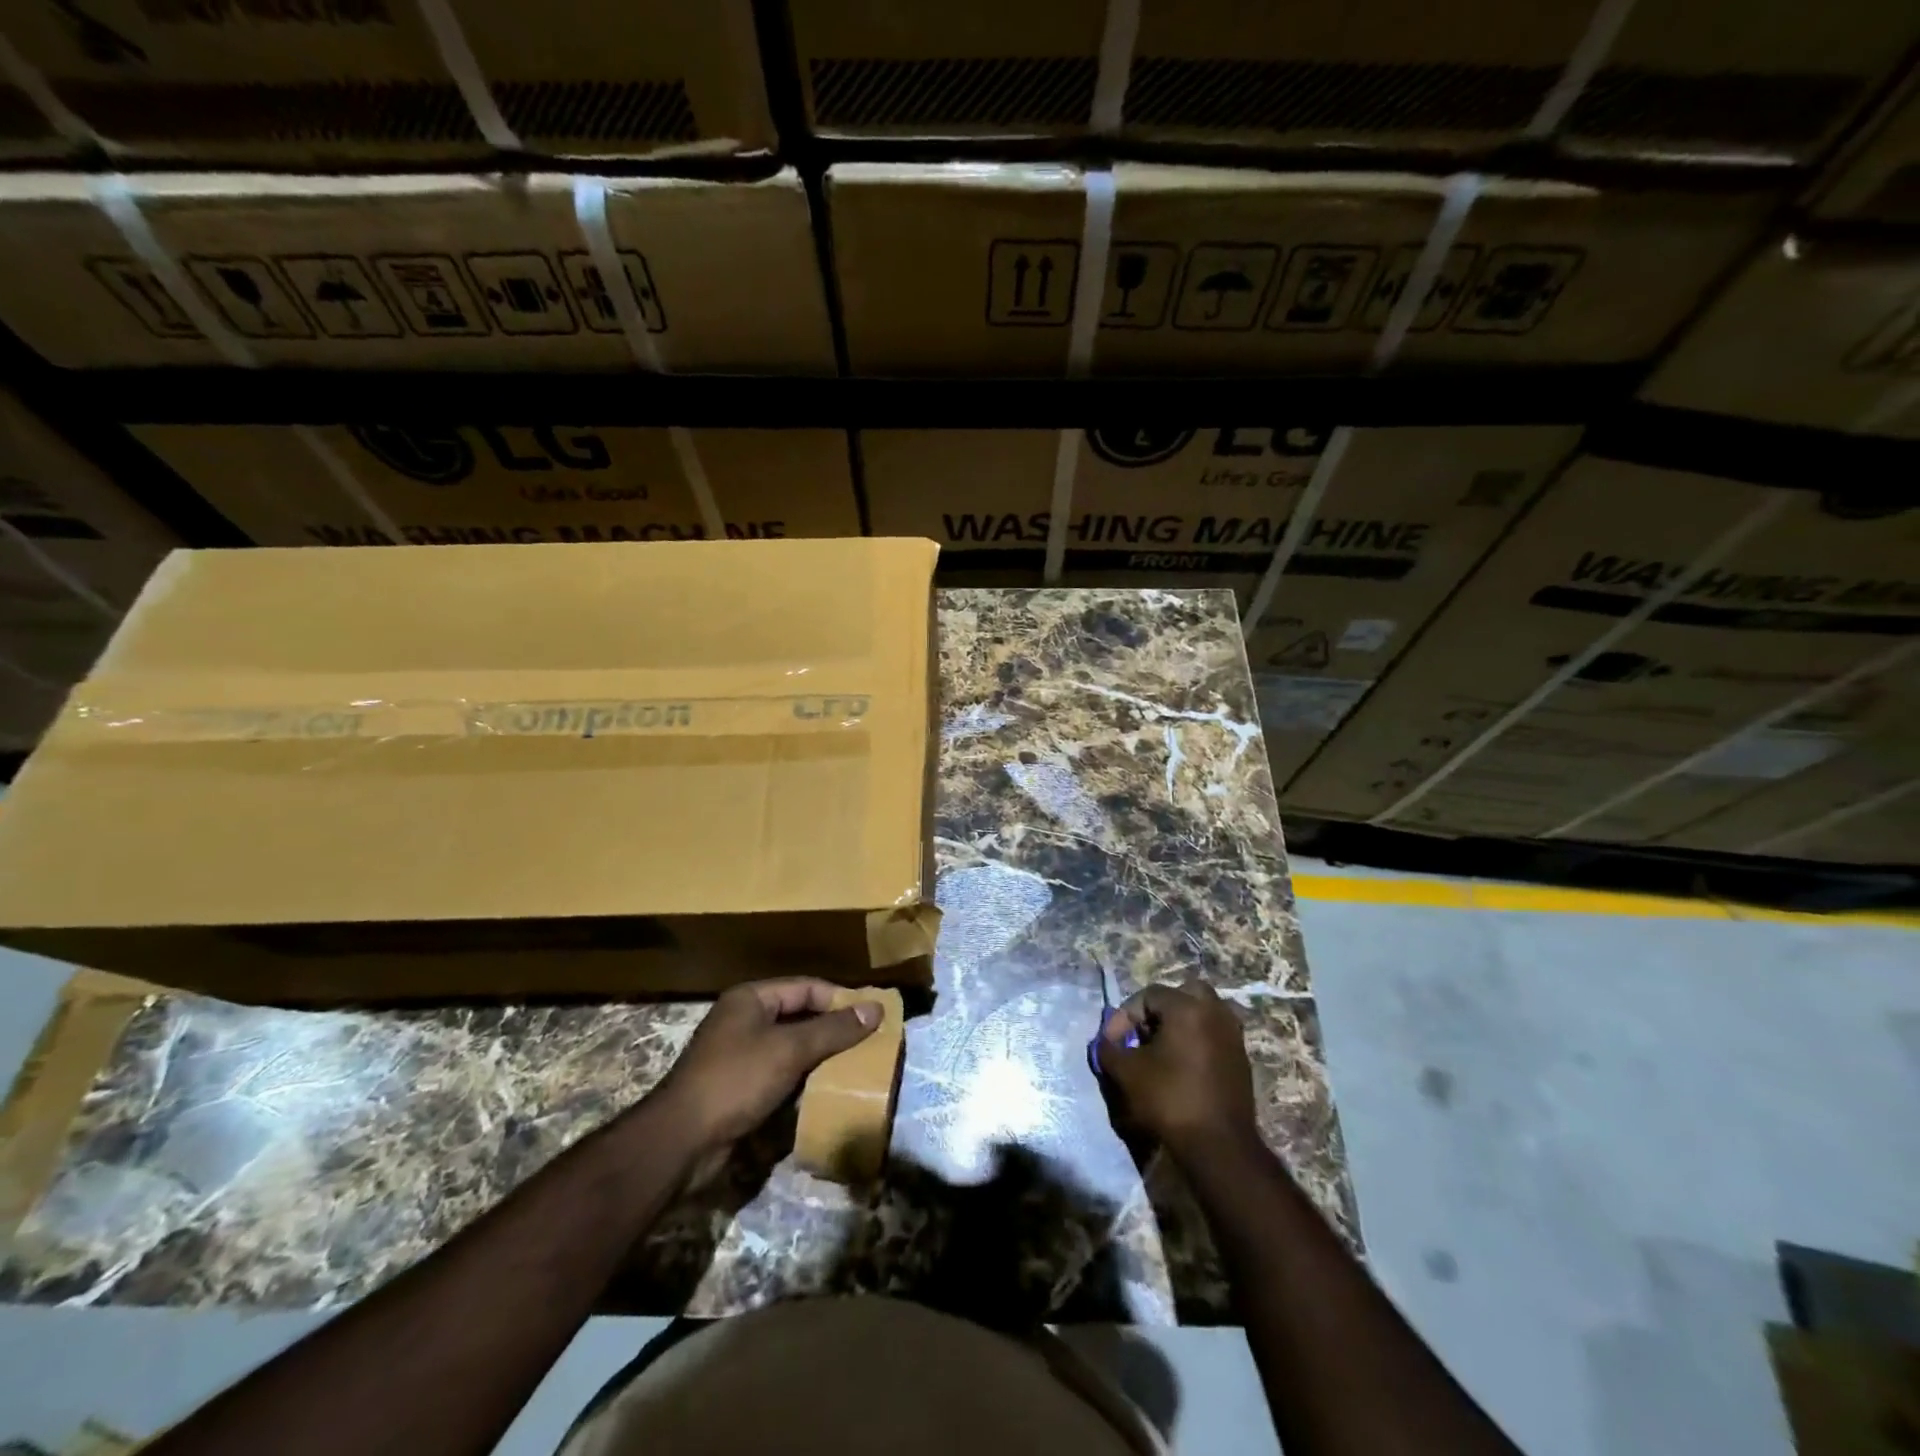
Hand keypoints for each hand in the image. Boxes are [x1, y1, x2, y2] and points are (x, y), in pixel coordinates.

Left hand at [654, 979, 878, 1154]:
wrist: (680, 1142)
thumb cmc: (736, 1080)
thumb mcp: (790, 1049)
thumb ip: (834, 1029)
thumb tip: (877, 1008)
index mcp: (751, 999)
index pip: (806, 987)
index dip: (840, 999)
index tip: (872, 1017)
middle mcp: (744, 1021)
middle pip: (799, 1016)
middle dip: (832, 1031)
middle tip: (868, 1044)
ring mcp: (739, 1056)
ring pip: (791, 1048)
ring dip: (819, 1059)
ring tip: (853, 1069)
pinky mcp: (739, 1088)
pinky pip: (780, 1075)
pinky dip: (802, 1081)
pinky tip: (824, 1093)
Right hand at [1098, 979, 1257, 1160]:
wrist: (1219, 1146)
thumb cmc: (1170, 1099)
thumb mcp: (1127, 1072)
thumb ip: (1110, 1049)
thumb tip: (1106, 1043)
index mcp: (1188, 1007)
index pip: (1148, 995)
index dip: (1125, 1016)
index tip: (1112, 1042)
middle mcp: (1215, 1012)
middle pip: (1182, 994)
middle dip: (1158, 1011)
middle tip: (1142, 1035)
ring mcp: (1233, 1035)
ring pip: (1203, 1013)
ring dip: (1180, 1024)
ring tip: (1160, 1050)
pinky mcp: (1241, 1059)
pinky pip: (1214, 1035)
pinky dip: (1196, 1041)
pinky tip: (1181, 1066)